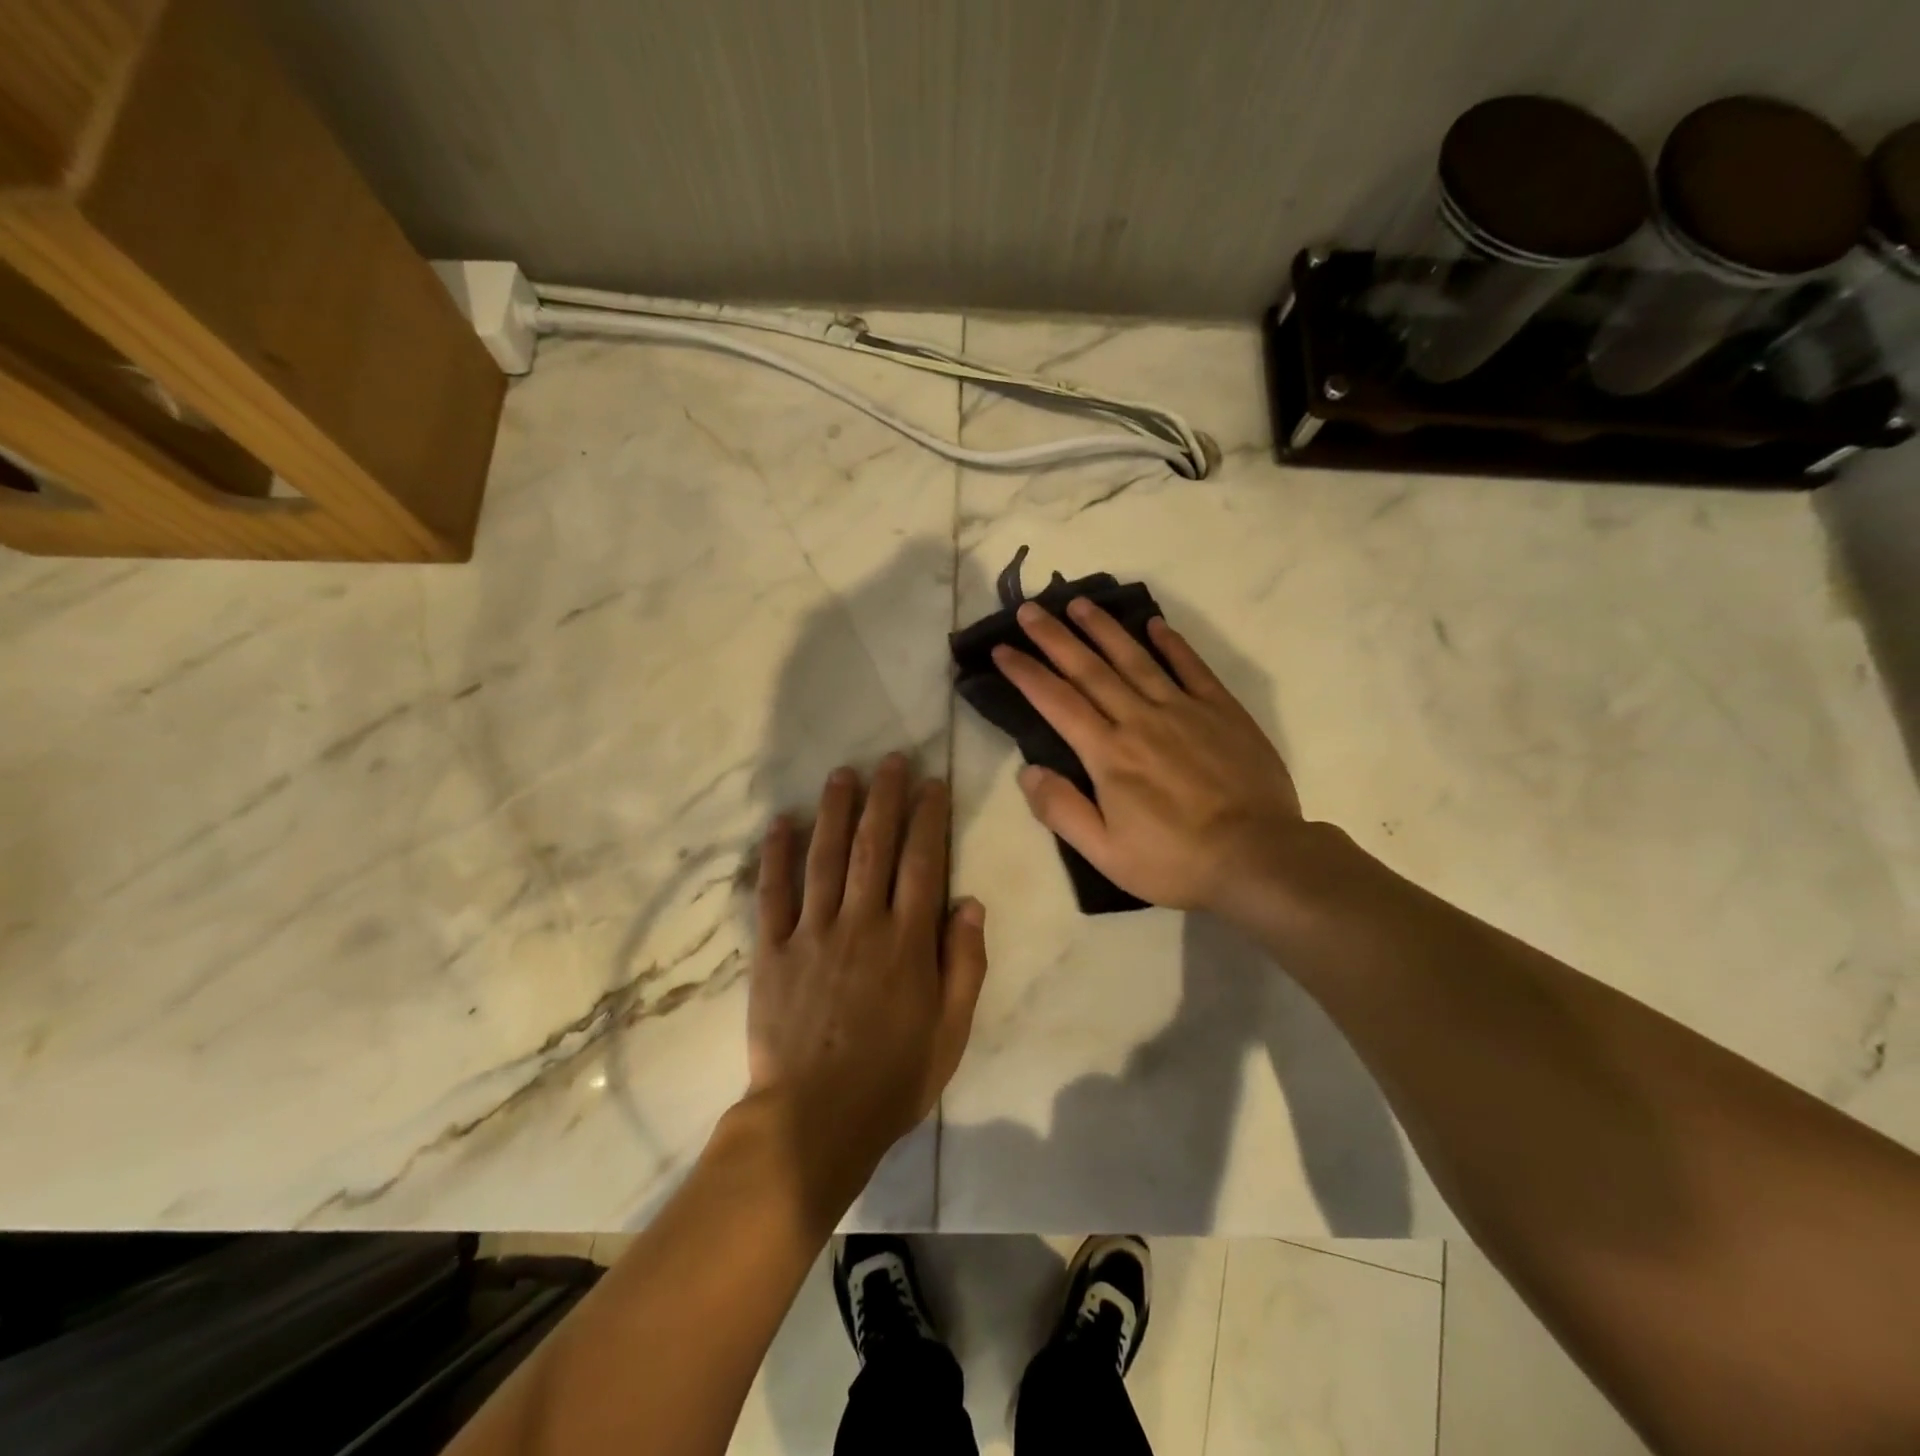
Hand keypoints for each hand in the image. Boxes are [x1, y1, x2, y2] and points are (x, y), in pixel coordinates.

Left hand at [746, 755, 988, 1216]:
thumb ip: (965, 963)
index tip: (933, 783)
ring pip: (825, 858)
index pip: (923, 863)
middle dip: (885, 798)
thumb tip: (970, 902)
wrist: (813, 1121)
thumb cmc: (893, 1078)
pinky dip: (776, 855)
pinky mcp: (771, 951)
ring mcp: (812, 934)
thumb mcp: (952, 1031)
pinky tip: (780, 822)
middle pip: (874, 846)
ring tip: (842, 774)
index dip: (929, 818)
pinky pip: (773, 894)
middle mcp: (861, 924)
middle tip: (890, 760)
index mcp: (907, 942)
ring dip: (834, 811)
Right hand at [992, 599, 1306, 919]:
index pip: (1057, 702)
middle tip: (1029, 609)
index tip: (1002, 649)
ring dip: (1104, 628)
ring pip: (1135, 658)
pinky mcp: (1222, 711)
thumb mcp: (1106, 853)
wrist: (1259, 858)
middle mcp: (1140, 720)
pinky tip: (1155, 623)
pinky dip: (1172, 643)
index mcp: (1108, 754)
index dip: (1026, 673)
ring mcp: (1184, 710)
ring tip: (1079, 603)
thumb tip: (1027, 771)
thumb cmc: (1176, 861)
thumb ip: (1062, 810)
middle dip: (1055, 637)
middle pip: (1089, 669)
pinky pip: (1191, 667)